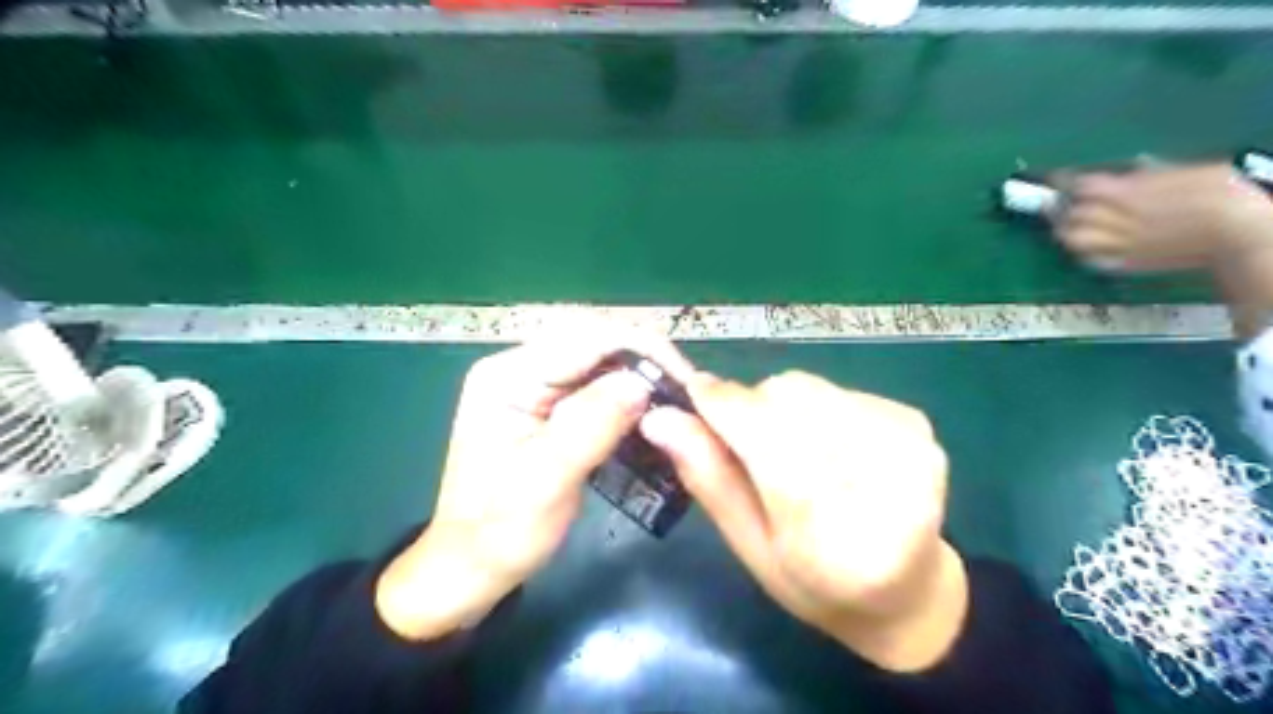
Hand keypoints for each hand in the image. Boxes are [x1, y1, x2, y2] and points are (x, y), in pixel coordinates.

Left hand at [374, 328, 693, 641]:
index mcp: (508, 376)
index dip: (642, 349)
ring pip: (601, 360)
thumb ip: (592, 425)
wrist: (471, 565)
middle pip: (595, 341)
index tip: (685, 380)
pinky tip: (651, 413)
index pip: (586, 338)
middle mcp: (520, 367)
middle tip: (685, 392)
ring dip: (640, 376)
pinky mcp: (549, 404)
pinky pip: (597, 385)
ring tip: (676, 401)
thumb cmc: (501, 531)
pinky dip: (628, 396)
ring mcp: (534, 384)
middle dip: (645, 359)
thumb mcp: (547, 481)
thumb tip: (643, 381)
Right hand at [635, 372, 965, 670]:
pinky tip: (824, 445)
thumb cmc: (816, 584)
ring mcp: (908, 443)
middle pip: (787, 399)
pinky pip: (836, 389)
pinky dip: (813, 407)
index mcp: (835, 534)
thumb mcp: (750, 547)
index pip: (767, 439)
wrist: (907, 590)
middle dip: (750, 408)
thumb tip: (660, 418)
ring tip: (787, 449)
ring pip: (808, 387)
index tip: (691, 392)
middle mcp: (884, 478)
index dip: (721, 405)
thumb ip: (709, 478)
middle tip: (743, 442)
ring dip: (780, 407)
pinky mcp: (916, 421)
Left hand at [1054, 161, 1272, 273]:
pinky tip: (1088, 246)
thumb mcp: (1187, 172)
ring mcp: (1119, 243)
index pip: (1081, 186)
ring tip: (1070, 225)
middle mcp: (1117, 218)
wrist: (1239, 233)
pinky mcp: (1126, 263)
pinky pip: (1089, 259)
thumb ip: (1150, 175)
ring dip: (1067, 231)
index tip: (1055, 181)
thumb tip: (1131, 172)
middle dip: (1062, 208)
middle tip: (1060, 205)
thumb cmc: (1222, 195)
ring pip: (1073, 239)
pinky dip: (1082, 251)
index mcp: (1129, 192)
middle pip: (1071, 213)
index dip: (1064, 183)